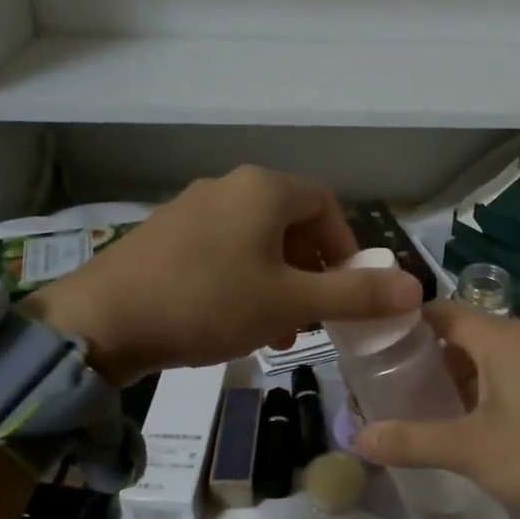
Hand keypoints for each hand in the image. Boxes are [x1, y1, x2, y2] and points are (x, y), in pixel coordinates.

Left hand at [24, 166, 421, 385]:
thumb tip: (416, 289)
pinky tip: (233, 322)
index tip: (349, 292)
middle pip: (292, 224)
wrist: (103, 320)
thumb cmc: (209, 303)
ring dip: (278, 283)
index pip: (327, 206)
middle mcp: (228, 186)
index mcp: (264, 189)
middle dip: (312, 272)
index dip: (348, 248)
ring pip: (256, 242)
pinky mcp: (164, 235)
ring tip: (277, 331)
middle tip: (315, 317)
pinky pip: (222, 251)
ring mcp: (191, 208)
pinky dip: (242, 281)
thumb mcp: (291, 303)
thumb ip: (356, 295)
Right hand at [354, 303, 519, 518]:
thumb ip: (411, 440)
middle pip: (467, 334)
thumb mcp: (469, 450)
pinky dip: (484, 393)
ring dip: (457, 378)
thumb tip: (357, 437)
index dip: (408, 322)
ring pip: (491, 360)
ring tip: (421, 405)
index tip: (374, 343)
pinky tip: (468, 425)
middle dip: (429, 355)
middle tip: (390, 381)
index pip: (444, 311)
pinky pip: (512, 381)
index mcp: (503, 339)